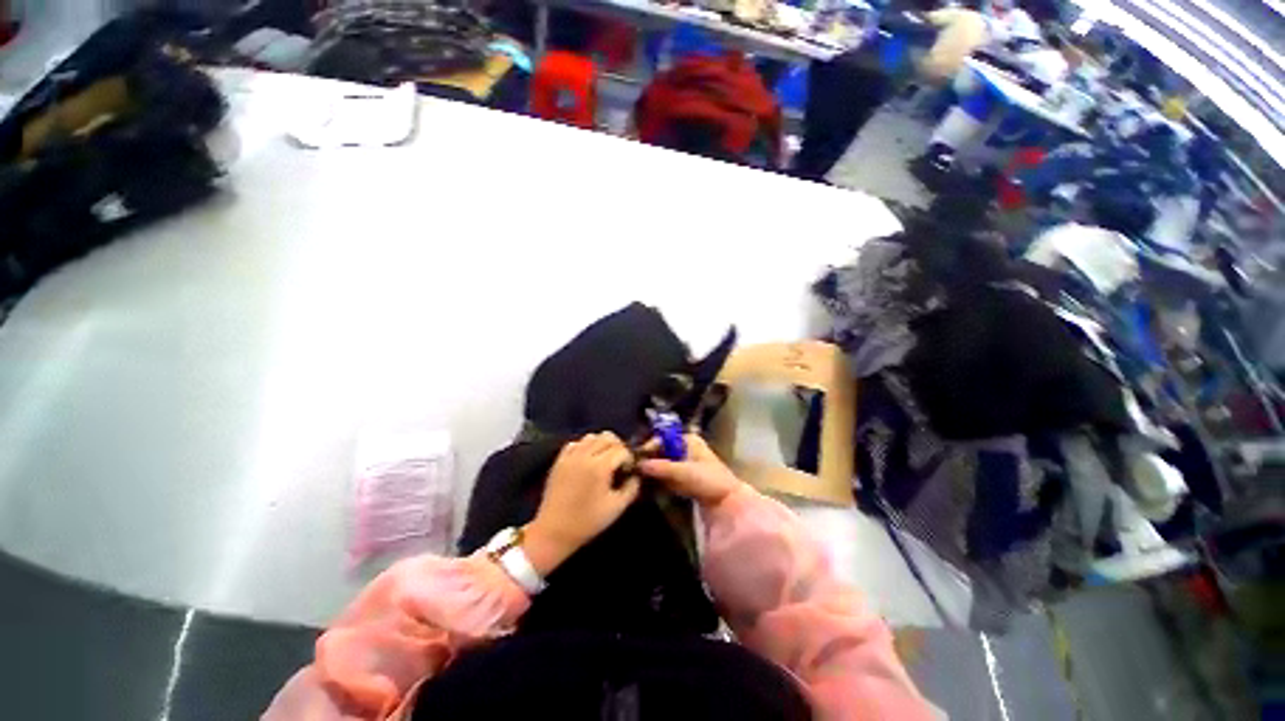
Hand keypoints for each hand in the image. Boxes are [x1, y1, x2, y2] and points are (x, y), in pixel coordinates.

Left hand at [524, 432, 638, 575]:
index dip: (629, 459)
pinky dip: (585, 446)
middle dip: (618, 447)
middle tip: (619, 463)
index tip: (629, 471)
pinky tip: (587, 460)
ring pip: (592, 437)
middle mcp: (585, 455)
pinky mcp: (559, 460)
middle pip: (608, 437)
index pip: (622, 450)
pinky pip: (576, 443)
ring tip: (604, 460)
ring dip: (602, 444)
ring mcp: (570, 456)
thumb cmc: (587, 522)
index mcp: (600, 467)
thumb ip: (632, 487)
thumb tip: (636, 475)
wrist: (553, 531)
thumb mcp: (617, 508)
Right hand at [638, 435, 742, 505]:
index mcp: (688, 440)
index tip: (636, 458)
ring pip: (663, 464)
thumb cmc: (709, 480)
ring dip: (653, 471)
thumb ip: (661, 467)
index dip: (650, 447)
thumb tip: (639, 464)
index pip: (663, 438)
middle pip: (662, 451)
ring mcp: (685, 462)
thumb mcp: (684, 472)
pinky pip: (667, 475)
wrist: (728, 502)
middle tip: (634, 469)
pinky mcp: (685, 477)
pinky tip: (648, 485)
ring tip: (638, 478)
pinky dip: (659, 480)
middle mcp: (685, 448)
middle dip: (650, 460)